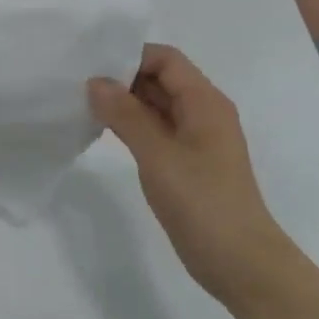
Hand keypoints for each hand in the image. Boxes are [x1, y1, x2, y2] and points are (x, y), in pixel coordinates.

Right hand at [87, 45, 275, 294]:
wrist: (240, 262)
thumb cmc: (203, 202)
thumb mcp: (158, 155)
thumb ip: (125, 115)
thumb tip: (95, 82)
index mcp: (205, 102)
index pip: (165, 59)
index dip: (131, 56)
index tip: (92, 65)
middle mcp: (203, 112)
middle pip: (160, 79)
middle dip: (122, 78)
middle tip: (79, 84)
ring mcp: (195, 139)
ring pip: (156, 105)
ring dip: (124, 102)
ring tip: (84, 104)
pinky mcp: (186, 162)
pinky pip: (156, 129)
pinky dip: (131, 125)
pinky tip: (103, 131)